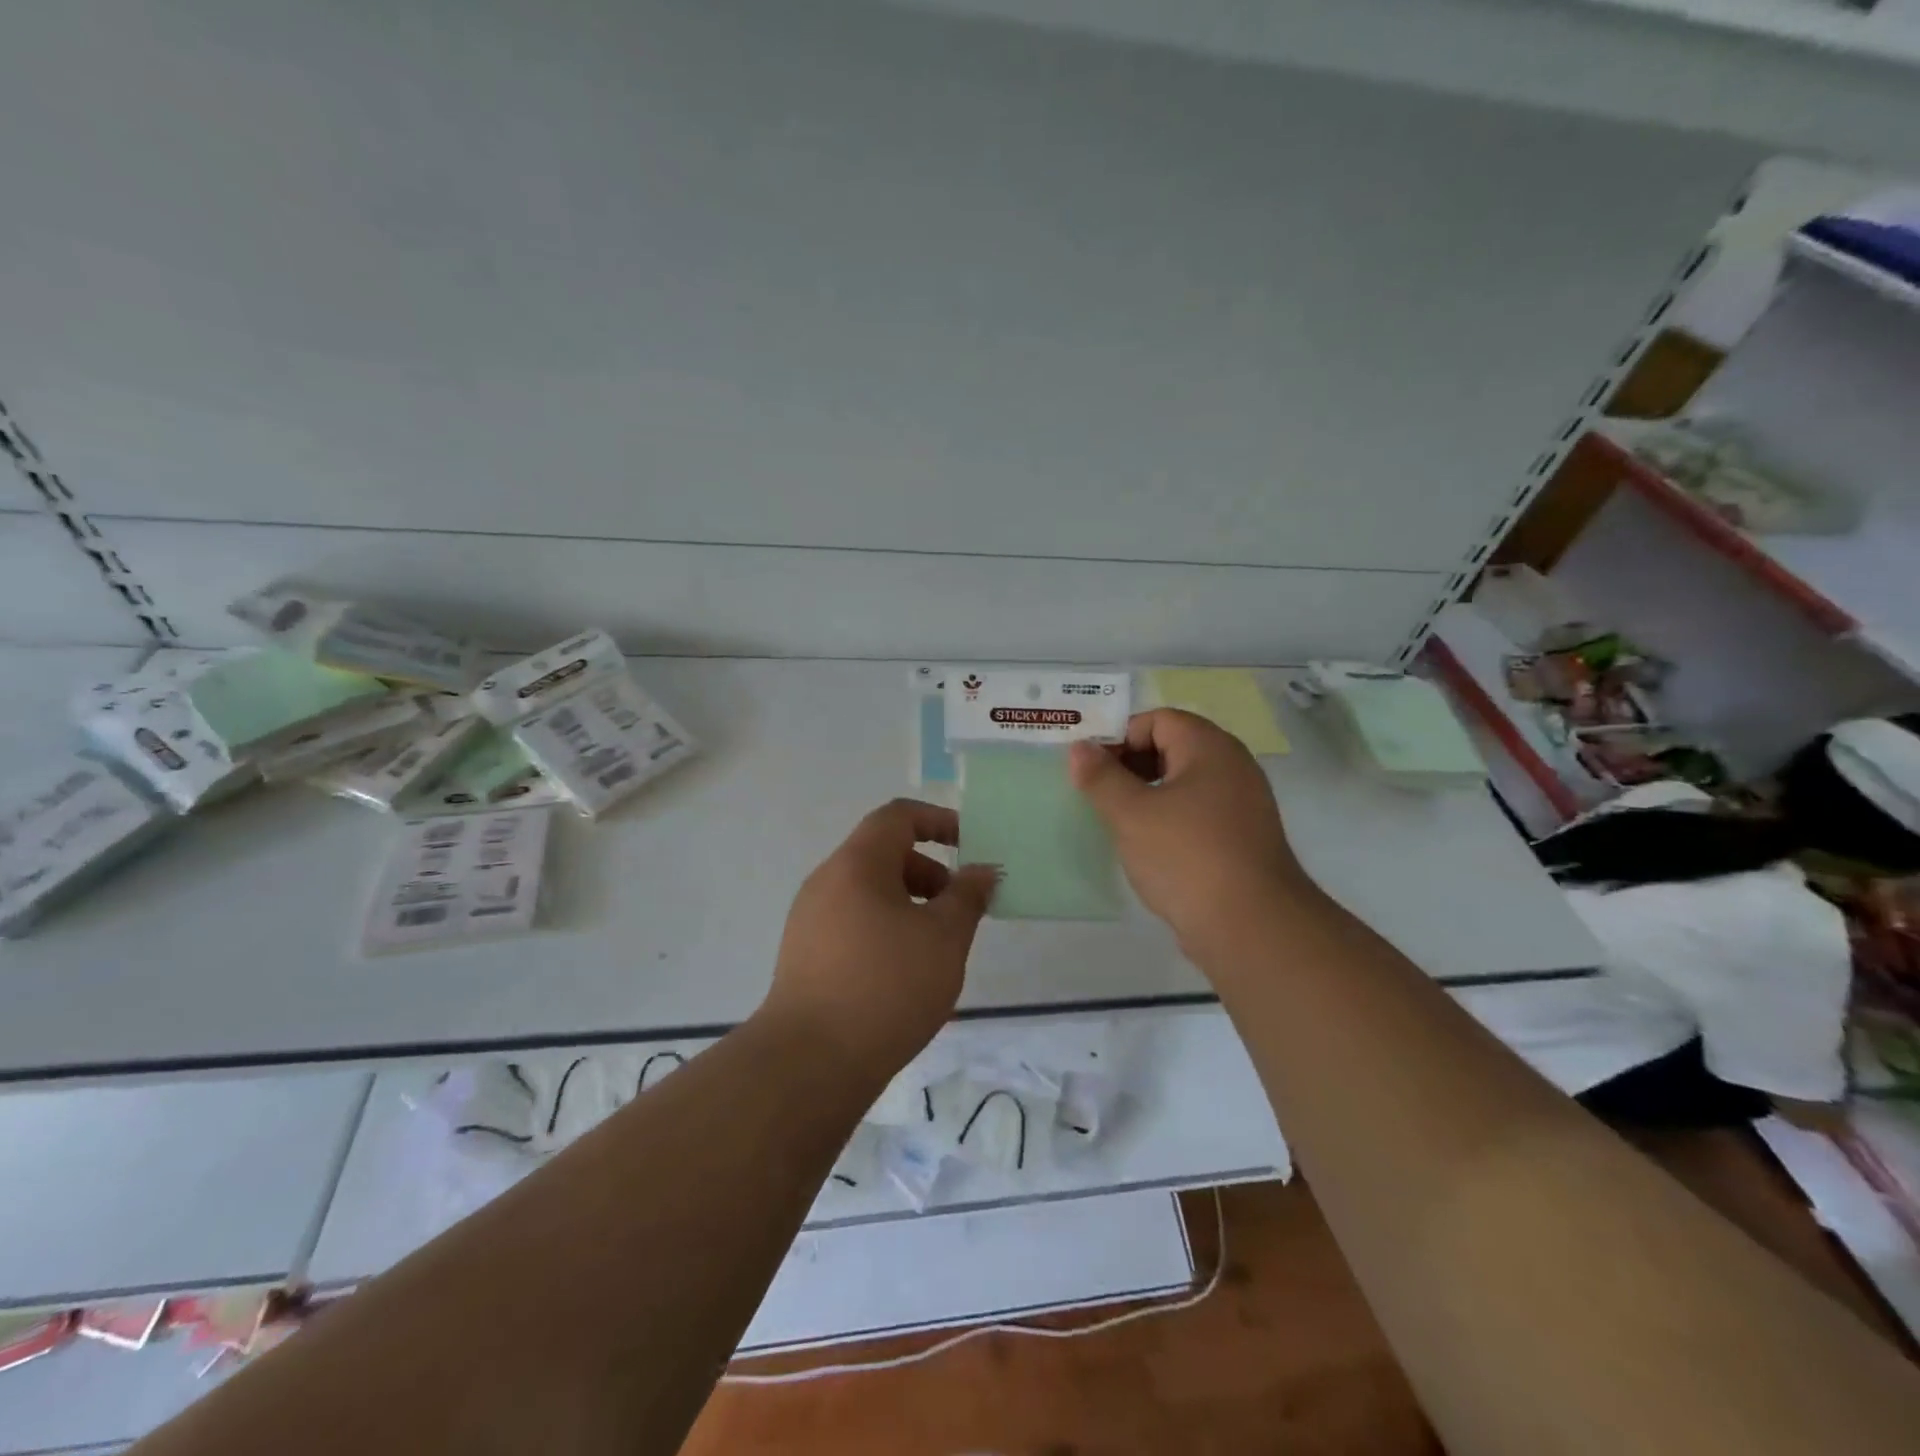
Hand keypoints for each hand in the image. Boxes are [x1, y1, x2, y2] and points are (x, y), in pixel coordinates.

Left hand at [763, 799, 997, 1083]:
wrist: (810, 1061)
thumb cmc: (887, 986)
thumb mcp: (944, 938)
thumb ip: (968, 897)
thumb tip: (982, 870)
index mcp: (857, 864)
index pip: (897, 817)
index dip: (937, 820)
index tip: (969, 845)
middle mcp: (826, 881)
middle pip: (882, 854)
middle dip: (928, 872)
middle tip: (958, 909)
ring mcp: (809, 919)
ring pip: (867, 892)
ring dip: (908, 903)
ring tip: (935, 946)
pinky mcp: (804, 954)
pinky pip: (852, 922)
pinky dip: (884, 928)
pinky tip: (903, 972)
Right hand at [1069, 710, 1308, 954]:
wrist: (1251, 927)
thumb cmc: (1186, 856)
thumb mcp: (1130, 813)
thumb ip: (1101, 777)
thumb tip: (1079, 748)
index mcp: (1210, 747)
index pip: (1158, 719)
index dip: (1120, 736)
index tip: (1091, 768)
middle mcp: (1233, 767)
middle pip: (1173, 746)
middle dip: (1131, 764)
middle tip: (1098, 793)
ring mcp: (1243, 804)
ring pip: (1184, 783)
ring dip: (1148, 794)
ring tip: (1117, 821)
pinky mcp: (1242, 839)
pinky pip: (1198, 813)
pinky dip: (1170, 819)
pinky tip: (1148, 847)